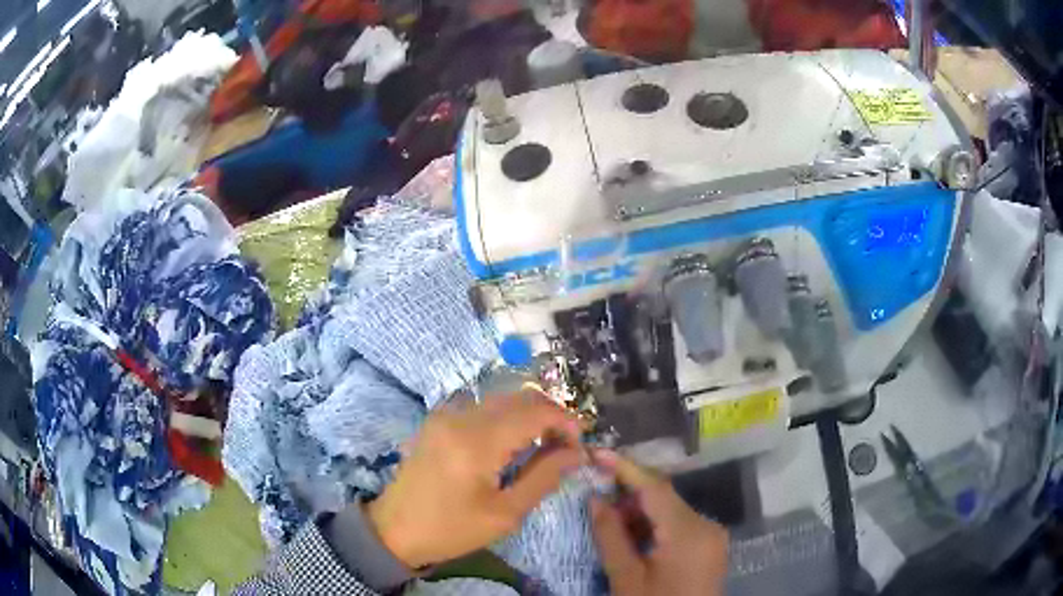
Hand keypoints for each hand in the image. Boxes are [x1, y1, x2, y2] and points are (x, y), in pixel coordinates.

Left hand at [366, 392, 582, 568]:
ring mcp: (446, 415)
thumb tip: (577, 453)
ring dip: (528, 416)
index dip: (566, 422)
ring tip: (541, 446)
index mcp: (477, 441)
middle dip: (550, 416)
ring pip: (502, 399)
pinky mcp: (438, 420)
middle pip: (520, 397)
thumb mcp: (504, 514)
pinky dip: (505, 418)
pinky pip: (482, 407)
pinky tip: (510, 444)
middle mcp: (461, 416)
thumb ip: (543, 477)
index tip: (579, 446)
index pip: (535, 411)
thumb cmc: (451, 529)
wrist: (394, 529)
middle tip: (564, 447)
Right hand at [592, 450, 728, 595]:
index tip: (598, 452)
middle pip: (665, 498)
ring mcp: (712, 535)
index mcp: (689, 532)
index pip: (655, 488)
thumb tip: (594, 498)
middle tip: (596, 494)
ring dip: (641, 510)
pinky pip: (680, 524)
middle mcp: (707, 525)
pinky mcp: (710, 545)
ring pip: (671, 510)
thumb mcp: (626, 578)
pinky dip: (655, 524)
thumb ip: (610, 535)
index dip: (626, 467)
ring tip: (610, 519)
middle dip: (630, 492)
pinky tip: (633, 535)